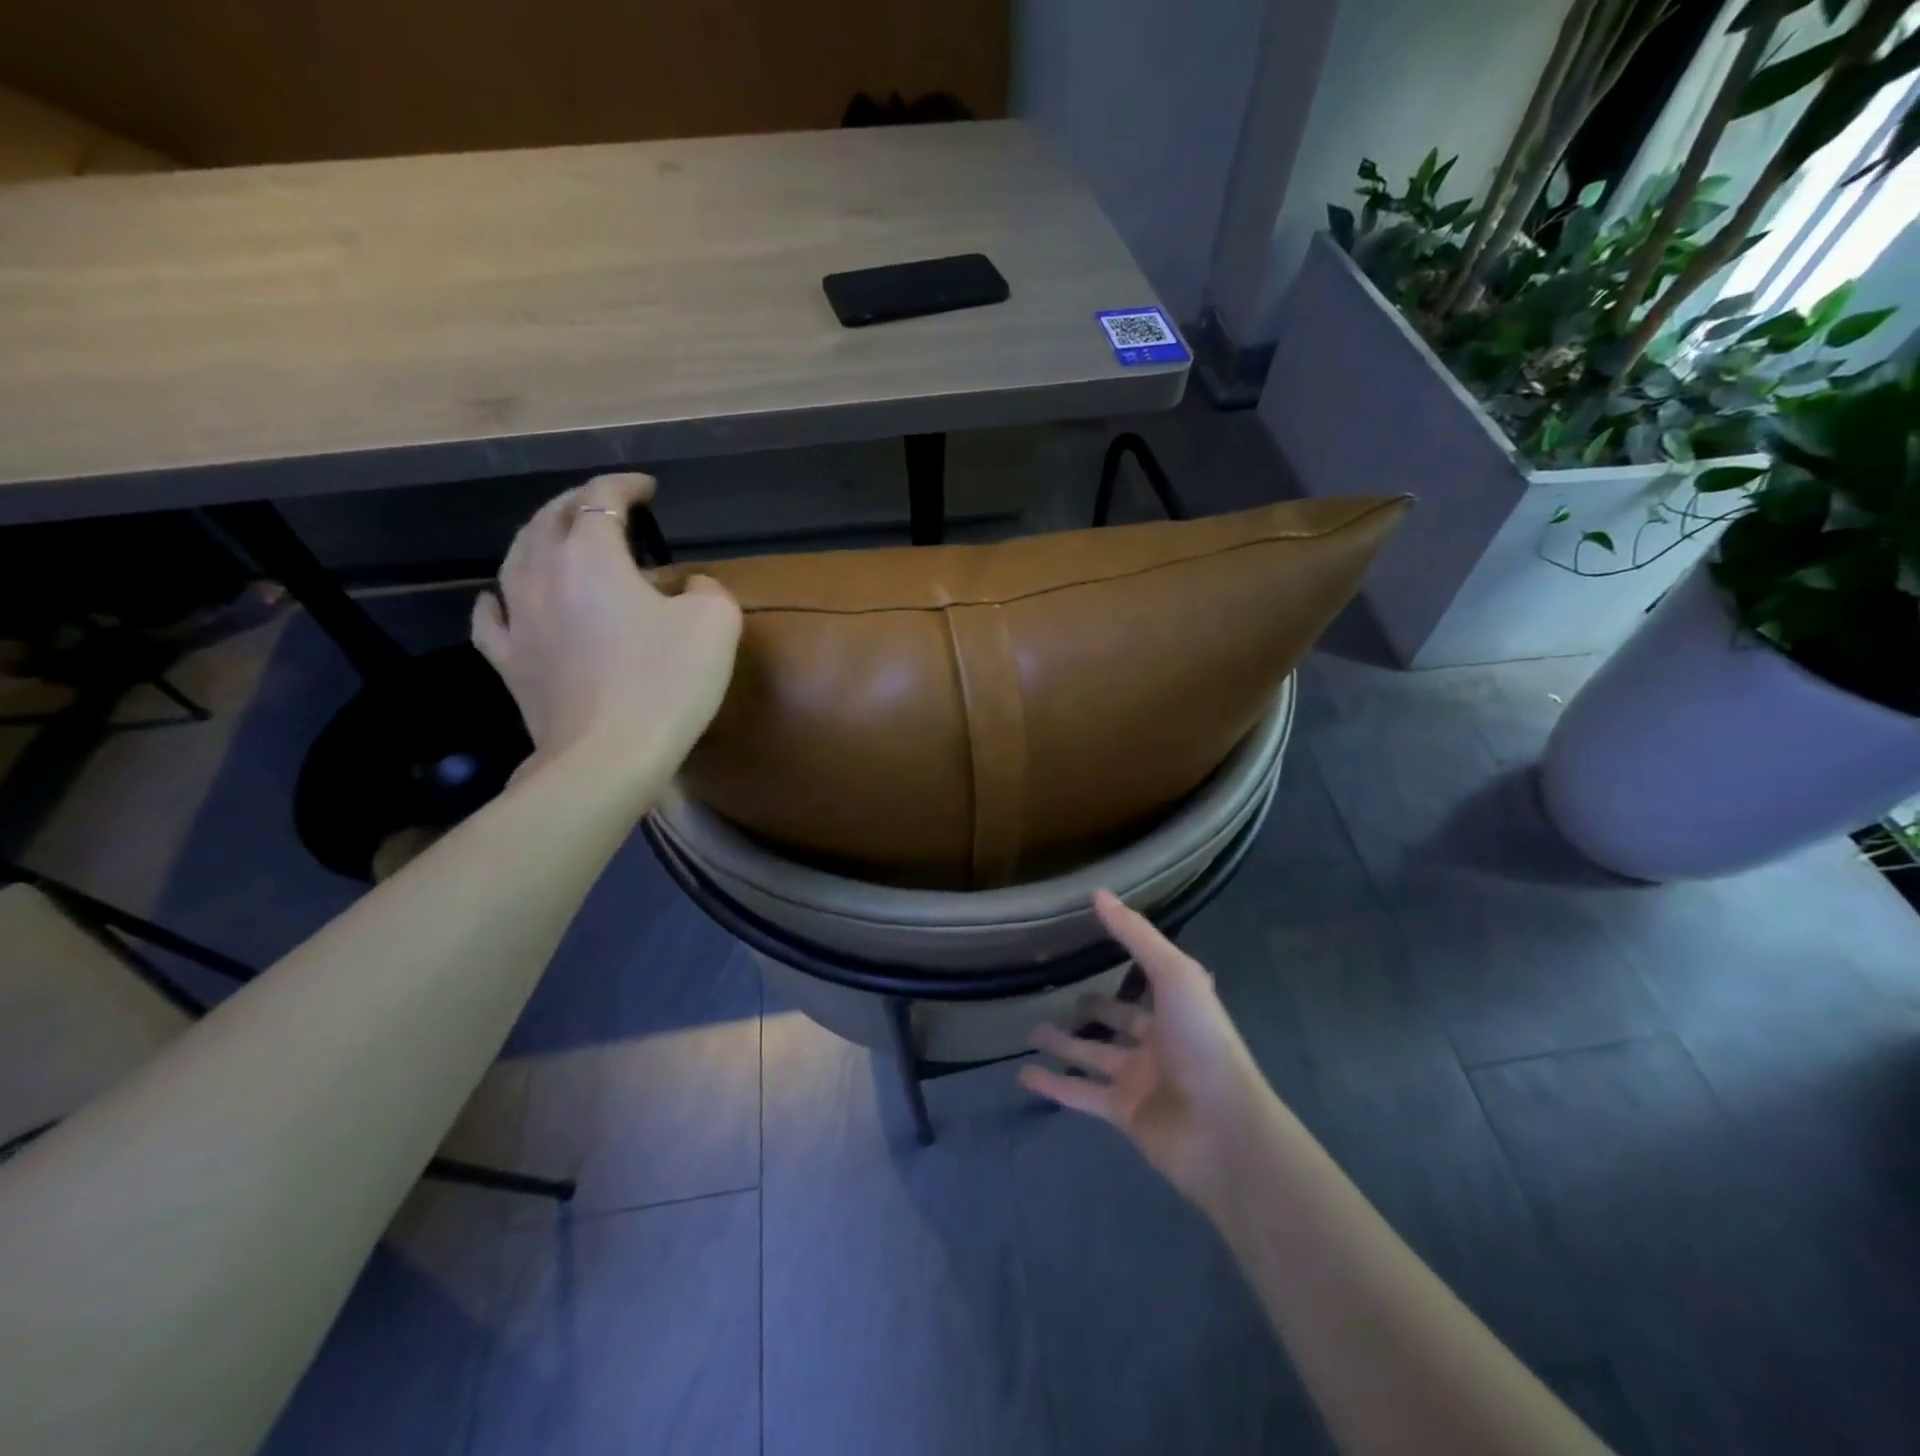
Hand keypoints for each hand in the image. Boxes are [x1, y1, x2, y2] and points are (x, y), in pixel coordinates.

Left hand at [473, 473, 740, 774]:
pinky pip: (491, 617)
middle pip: (550, 519)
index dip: (625, 485)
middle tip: (605, 502)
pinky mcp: (509, 662)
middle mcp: (543, 574)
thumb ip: (706, 590)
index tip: (648, 489)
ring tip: (557, 536)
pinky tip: (501, 597)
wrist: (607, 757)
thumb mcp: (715, 623)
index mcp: (591, 555)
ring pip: (516, 558)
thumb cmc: (666, 682)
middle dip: (577, 501)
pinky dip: (500, 597)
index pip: (602, 497)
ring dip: (540, 537)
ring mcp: (518, 619)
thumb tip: (688, 588)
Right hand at [1022, 891, 1272, 1207]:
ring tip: (1032, 1031)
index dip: (1127, 962)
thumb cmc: (1201, 1042)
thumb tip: (1099, 894)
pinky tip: (1024, 1075)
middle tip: (1060, 994)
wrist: (1222, 1129)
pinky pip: (1080, 1094)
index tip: (1095, 943)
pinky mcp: (1123, 1114)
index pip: (1148, 978)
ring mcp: (1141, 1080)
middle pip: (1121, 1020)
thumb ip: (1136, 935)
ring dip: (1065, 1044)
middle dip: (1096, 1008)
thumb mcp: (1174, 975)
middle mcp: (1159, 1042)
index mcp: (1178, 1007)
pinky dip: (1053, 1085)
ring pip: (1094, 1057)